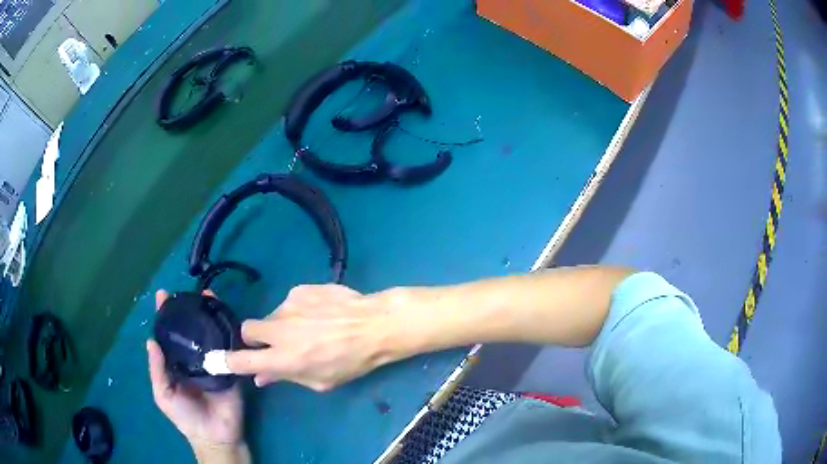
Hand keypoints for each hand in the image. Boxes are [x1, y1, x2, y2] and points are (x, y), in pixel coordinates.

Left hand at [148, 290, 245, 459]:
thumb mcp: (164, 395)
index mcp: (176, 363)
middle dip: (189, 310)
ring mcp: (213, 361)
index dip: (165, 316)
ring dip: (209, 315)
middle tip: (189, 292)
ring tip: (208, 296)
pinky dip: (228, 332)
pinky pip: (229, 348)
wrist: (215, 435)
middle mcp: (193, 357)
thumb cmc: (186, 417)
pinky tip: (227, 317)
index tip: (163, 295)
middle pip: (190, 329)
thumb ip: (157, 370)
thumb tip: (151, 340)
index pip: (169, 335)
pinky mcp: (231, 367)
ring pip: (209, 333)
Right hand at [226, 284, 394, 391]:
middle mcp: (279, 329)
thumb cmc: (351, 361)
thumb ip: (285, 377)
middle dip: (254, 338)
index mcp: (284, 358)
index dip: (227, 361)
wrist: (375, 325)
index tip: (217, 360)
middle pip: (246, 329)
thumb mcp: (320, 381)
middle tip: (275, 344)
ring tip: (311, 329)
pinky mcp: (300, 289)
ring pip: (271, 316)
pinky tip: (320, 315)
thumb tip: (260, 377)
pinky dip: (298, 311)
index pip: (242, 360)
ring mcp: (288, 305)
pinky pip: (290, 303)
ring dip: (282, 326)